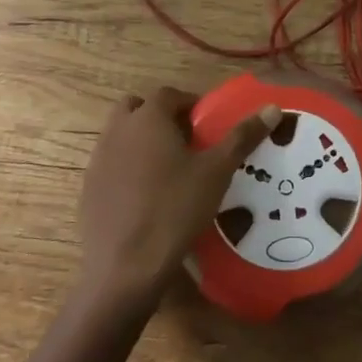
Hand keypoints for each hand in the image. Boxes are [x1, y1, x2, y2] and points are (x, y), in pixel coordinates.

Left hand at [77, 87, 279, 310]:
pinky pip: (111, 165)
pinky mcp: (88, 189)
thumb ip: (243, 136)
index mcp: (147, 119)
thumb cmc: (175, 208)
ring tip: (170, 170)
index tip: (208, 125)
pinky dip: (128, 169)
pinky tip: (148, 198)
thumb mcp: (217, 171)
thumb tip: (273, 108)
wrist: (126, 266)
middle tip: (187, 142)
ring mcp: (98, 160)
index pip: (169, 94)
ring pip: (121, 136)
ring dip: (143, 141)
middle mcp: (117, 131)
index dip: (191, 104)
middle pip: (137, 108)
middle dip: (161, 117)